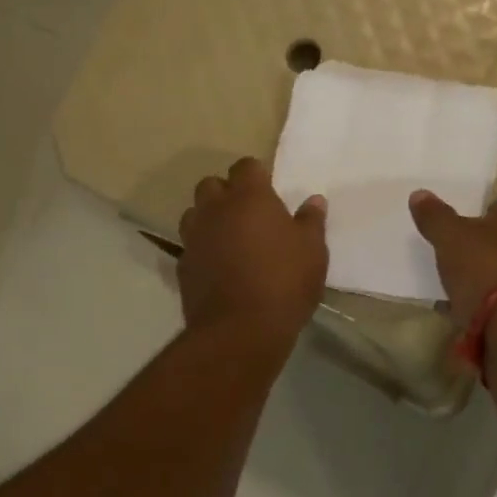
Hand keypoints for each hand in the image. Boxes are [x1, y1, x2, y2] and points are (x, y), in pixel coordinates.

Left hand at [177, 158, 328, 343]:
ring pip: (194, 214)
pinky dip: (202, 250)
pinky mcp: (182, 266)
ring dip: (208, 219)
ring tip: (229, 238)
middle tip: (247, 214)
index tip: (269, 192)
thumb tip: (314, 200)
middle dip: (226, 193)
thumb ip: (311, 221)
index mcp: (249, 197)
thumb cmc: (284, 282)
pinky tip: (218, 267)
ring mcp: (194, 237)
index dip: (256, 176)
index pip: (246, 166)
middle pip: (211, 185)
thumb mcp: (312, 251)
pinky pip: (190, 247)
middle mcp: (215, 210)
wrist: (240, 329)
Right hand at [409, 189, 496, 322]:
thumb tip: (419, 194)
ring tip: (460, 277)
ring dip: (490, 270)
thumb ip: (435, 216)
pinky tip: (466, 304)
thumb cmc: (487, 264)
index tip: (475, 215)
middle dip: (492, 240)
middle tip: (462, 245)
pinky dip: (491, 296)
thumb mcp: (450, 236)